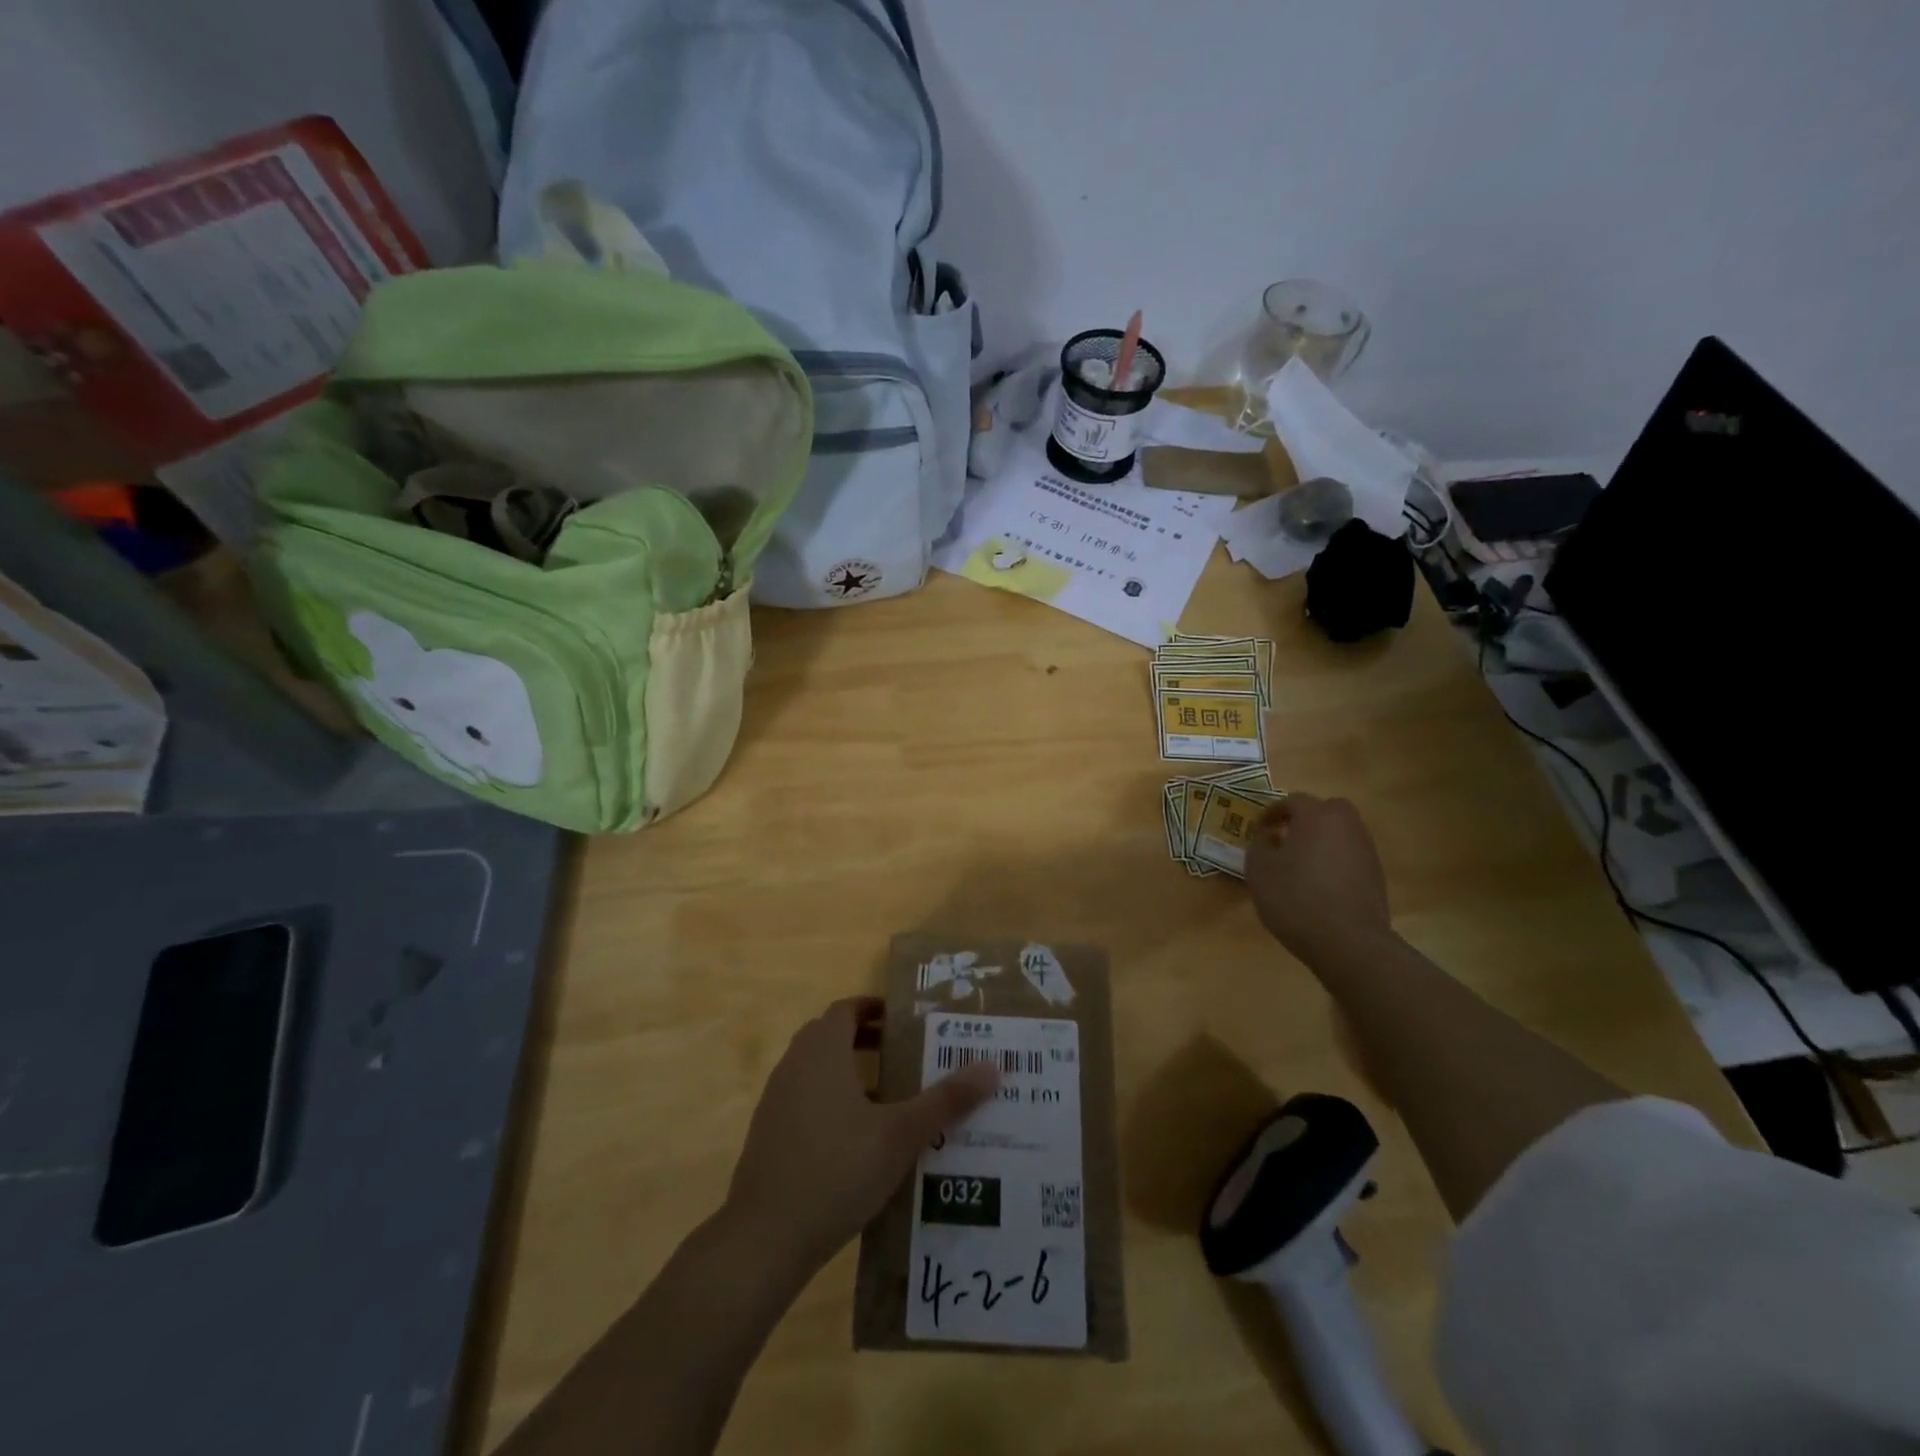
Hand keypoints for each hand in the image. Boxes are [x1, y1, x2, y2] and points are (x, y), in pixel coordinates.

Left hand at [725, 998, 998, 1272]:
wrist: (764, 1238)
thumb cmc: (836, 1169)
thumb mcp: (901, 1135)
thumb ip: (945, 1100)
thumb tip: (992, 1067)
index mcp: (822, 1051)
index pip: (847, 1009)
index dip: (875, 1009)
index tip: (906, 1021)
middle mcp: (794, 1065)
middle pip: (831, 1036)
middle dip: (867, 1040)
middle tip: (908, 1055)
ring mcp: (776, 1101)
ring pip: (817, 1071)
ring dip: (850, 1073)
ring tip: (892, 1098)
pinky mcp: (768, 1135)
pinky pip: (805, 1101)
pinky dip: (832, 1103)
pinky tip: (860, 1141)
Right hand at [1245, 794, 1391, 959]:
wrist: (1348, 941)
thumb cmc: (1295, 898)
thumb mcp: (1260, 870)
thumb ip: (1259, 844)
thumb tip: (1268, 835)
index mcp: (1316, 816)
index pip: (1292, 801)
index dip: (1272, 812)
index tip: (1259, 828)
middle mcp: (1346, 825)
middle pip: (1326, 810)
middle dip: (1305, 819)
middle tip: (1286, 837)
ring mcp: (1366, 850)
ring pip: (1340, 833)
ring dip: (1321, 840)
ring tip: (1301, 863)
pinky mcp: (1376, 875)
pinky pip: (1350, 856)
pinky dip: (1334, 861)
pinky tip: (1320, 884)